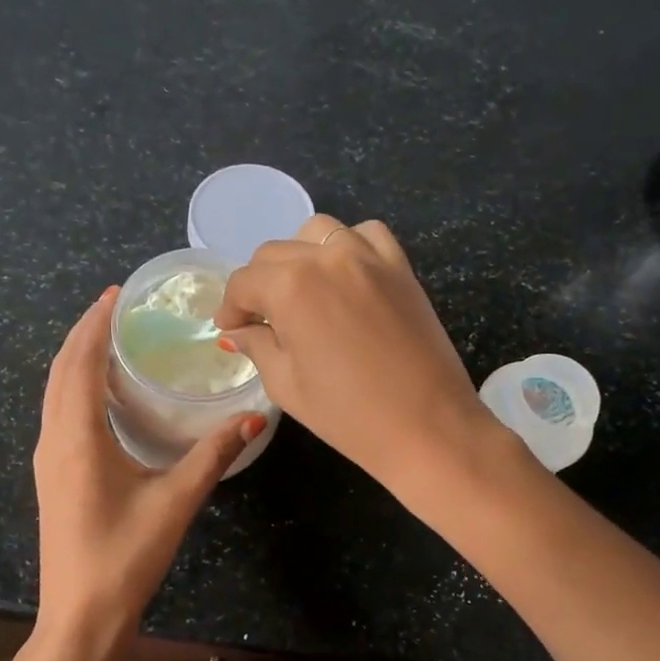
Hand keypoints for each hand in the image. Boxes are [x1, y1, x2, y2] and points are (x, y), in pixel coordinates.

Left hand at [33, 287, 265, 660]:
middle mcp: (55, 440)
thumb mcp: (176, 503)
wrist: (79, 620)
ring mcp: (49, 460)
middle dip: (84, 333)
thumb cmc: (125, 559)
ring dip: (76, 359)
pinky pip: (59, 413)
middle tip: (117, 305)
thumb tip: (255, 417)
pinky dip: (75, 387)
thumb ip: (213, 455)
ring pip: (55, 392)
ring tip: (110, 337)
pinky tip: (103, 393)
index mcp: (77, 438)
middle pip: (61, 370)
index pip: (79, 363)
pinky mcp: (53, 476)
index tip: (115, 293)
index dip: (94, 323)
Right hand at [214, 215, 500, 498]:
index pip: (244, 283)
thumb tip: (239, 331)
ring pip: (317, 233)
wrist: (428, 427)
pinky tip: (345, 276)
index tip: (230, 328)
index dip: (230, 307)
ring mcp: (368, 257)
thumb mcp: (287, 385)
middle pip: (274, 254)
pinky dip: (348, 246)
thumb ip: (258, 346)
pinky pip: (366, 235)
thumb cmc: (348, 416)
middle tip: (262, 320)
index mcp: (291, 287)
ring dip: (299, 257)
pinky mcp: (400, 266)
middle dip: (259, 285)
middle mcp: (326, 258)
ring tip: (302, 292)